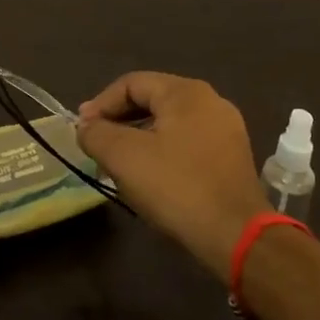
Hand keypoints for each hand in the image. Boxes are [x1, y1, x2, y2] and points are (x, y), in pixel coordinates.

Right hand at [78, 73, 265, 276]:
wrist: (236, 236)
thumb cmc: (177, 187)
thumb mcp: (124, 157)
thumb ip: (96, 134)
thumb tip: (86, 127)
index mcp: (185, 92)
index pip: (131, 84)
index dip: (101, 104)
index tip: (83, 130)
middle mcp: (210, 101)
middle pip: (152, 100)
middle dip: (119, 121)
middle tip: (97, 145)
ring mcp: (226, 130)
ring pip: (170, 123)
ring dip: (139, 138)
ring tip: (120, 164)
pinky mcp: (233, 157)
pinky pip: (188, 143)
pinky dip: (163, 152)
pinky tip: (152, 177)